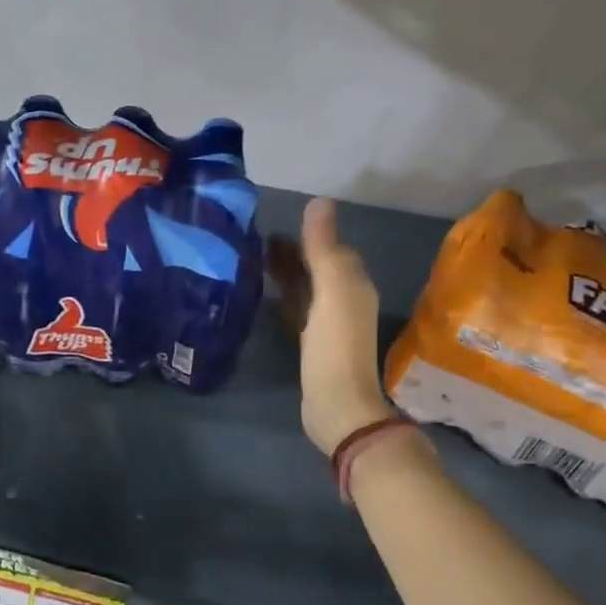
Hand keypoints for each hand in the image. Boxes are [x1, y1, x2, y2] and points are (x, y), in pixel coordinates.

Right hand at [269, 199, 394, 456]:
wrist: (337, 405)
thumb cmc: (335, 345)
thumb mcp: (332, 290)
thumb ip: (324, 247)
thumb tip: (319, 200)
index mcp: (353, 283)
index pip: (332, 247)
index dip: (308, 233)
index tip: (276, 220)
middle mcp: (344, 298)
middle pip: (317, 266)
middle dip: (293, 251)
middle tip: (256, 238)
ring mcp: (327, 323)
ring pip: (305, 286)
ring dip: (285, 271)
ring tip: (253, 259)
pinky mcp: (311, 343)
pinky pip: (296, 308)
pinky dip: (283, 295)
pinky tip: (265, 293)